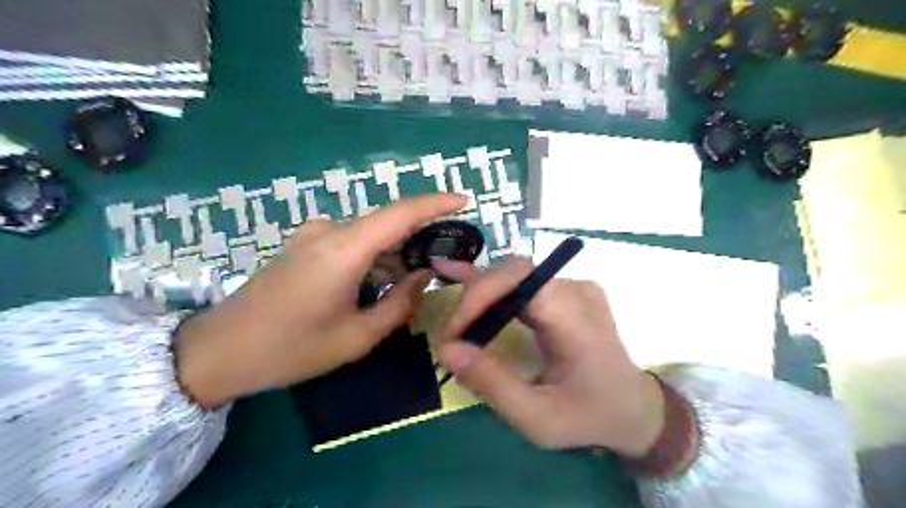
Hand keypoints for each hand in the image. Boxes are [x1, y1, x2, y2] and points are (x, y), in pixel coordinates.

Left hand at [172, 195, 466, 408]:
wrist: (220, 351)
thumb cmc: (290, 350)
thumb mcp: (356, 337)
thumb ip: (399, 305)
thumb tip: (423, 277)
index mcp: (342, 251)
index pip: (399, 214)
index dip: (435, 203)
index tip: (464, 201)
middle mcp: (328, 232)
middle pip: (386, 225)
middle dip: (418, 240)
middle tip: (443, 263)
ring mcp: (312, 236)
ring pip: (369, 237)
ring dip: (394, 254)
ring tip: (414, 281)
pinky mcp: (304, 246)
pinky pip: (351, 243)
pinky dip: (373, 258)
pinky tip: (381, 282)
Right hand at [435, 259, 666, 456]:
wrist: (633, 410)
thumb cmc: (589, 416)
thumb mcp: (539, 417)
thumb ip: (493, 384)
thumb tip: (446, 351)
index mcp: (575, 314)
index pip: (517, 278)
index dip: (478, 297)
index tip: (452, 336)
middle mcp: (574, 289)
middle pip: (510, 275)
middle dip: (473, 301)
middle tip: (451, 340)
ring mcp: (570, 287)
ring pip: (511, 277)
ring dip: (477, 298)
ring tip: (453, 325)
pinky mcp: (562, 293)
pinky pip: (519, 283)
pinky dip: (488, 287)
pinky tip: (456, 274)